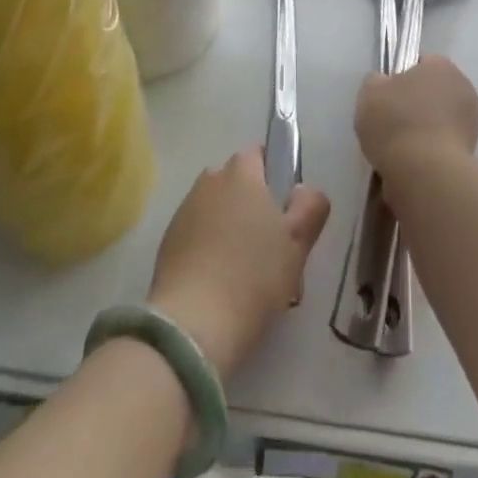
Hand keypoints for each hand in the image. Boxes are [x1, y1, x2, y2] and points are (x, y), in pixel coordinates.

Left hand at [148, 149, 330, 379]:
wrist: (194, 324)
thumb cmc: (255, 275)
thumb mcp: (299, 243)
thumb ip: (311, 206)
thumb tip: (303, 190)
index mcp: (241, 174)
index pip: (258, 153)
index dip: (274, 174)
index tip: (285, 207)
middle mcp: (209, 182)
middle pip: (235, 181)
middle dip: (251, 201)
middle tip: (270, 241)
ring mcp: (184, 211)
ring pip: (215, 207)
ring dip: (228, 224)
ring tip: (244, 266)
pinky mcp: (167, 242)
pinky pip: (196, 232)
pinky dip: (207, 245)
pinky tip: (219, 279)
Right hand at [356, 56, 477, 183]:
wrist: (425, 172)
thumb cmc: (396, 122)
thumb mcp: (369, 92)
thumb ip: (376, 82)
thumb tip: (384, 85)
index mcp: (441, 65)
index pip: (419, 63)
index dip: (399, 78)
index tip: (385, 97)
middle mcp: (463, 87)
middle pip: (431, 91)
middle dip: (413, 104)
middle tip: (389, 122)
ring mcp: (471, 120)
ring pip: (438, 118)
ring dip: (422, 128)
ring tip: (398, 147)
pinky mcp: (471, 150)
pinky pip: (442, 143)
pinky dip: (429, 149)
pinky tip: (411, 162)